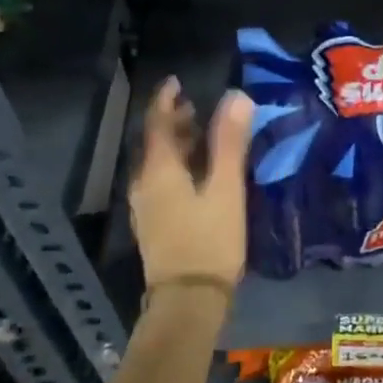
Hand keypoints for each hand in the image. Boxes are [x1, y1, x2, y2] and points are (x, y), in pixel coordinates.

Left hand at [130, 77, 253, 295]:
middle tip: (196, 105)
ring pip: (158, 164)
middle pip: (155, 143)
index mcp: (158, 170)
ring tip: (200, 134)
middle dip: (174, 121)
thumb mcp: (225, 189)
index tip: (177, 81)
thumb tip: (237, 97)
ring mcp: (147, 207)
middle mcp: (145, 184)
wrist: (187, 301)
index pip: (157, 123)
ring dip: (176, 145)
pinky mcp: (156, 225)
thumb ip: (230, 143)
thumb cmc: (209, 241)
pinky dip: (177, 166)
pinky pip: (162, 182)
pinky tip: (197, 173)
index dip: (166, 100)